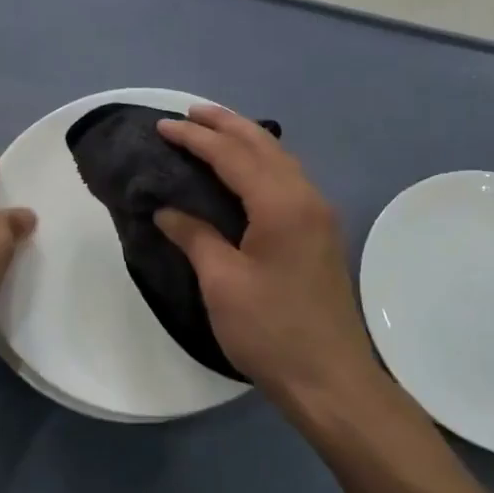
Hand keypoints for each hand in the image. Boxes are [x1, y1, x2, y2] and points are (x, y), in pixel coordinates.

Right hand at [154, 106, 379, 413]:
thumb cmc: (271, 331)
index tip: (163, 126)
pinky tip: (245, 170)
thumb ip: (195, 236)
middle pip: (263, 145)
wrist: (330, 379)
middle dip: (225, 124)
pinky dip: (261, 162)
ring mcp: (319, 215)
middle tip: (189, 113)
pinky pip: (288, 178)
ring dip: (246, 140)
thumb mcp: (222, 283)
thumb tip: (167, 210)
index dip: (196, 138)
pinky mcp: (321, 233)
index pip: (233, 155)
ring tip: (214, 130)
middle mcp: (306, 198)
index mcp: (282, 205)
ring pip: (280, 159)